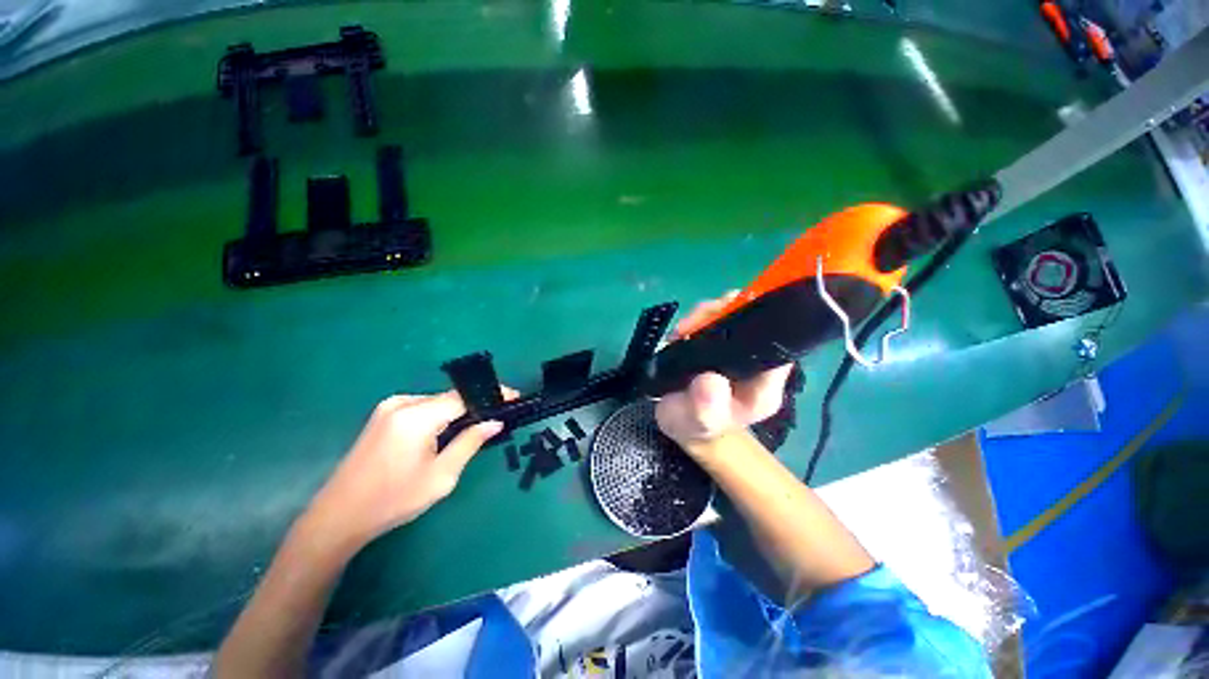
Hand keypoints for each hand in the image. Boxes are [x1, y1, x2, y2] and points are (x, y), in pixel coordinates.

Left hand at [305, 389, 516, 547]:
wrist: (338, 516)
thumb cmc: (393, 501)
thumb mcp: (440, 476)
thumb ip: (470, 443)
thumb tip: (495, 421)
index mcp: (416, 417)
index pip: (464, 397)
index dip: (492, 395)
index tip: (514, 397)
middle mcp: (402, 403)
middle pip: (450, 397)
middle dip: (476, 404)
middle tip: (499, 415)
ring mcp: (389, 407)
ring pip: (437, 402)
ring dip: (458, 411)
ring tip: (479, 424)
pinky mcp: (383, 415)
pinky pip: (423, 407)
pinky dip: (441, 415)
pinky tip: (449, 431)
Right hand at [656, 293, 793, 449]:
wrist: (682, 423)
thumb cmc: (696, 426)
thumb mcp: (698, 422)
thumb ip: (705, 408)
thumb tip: (709, 380)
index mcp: (764, 383)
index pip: (778, 344)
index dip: (759, 323)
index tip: (725, 317)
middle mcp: (757, 362)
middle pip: (755, 321)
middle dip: (724, 312)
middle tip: (691, 325)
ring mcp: (739, 350)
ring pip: (734, 314)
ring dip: (707, 314)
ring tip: (682, 330)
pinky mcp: (721, 342)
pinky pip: (716, 318)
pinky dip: (698, 318)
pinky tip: (682, 330)